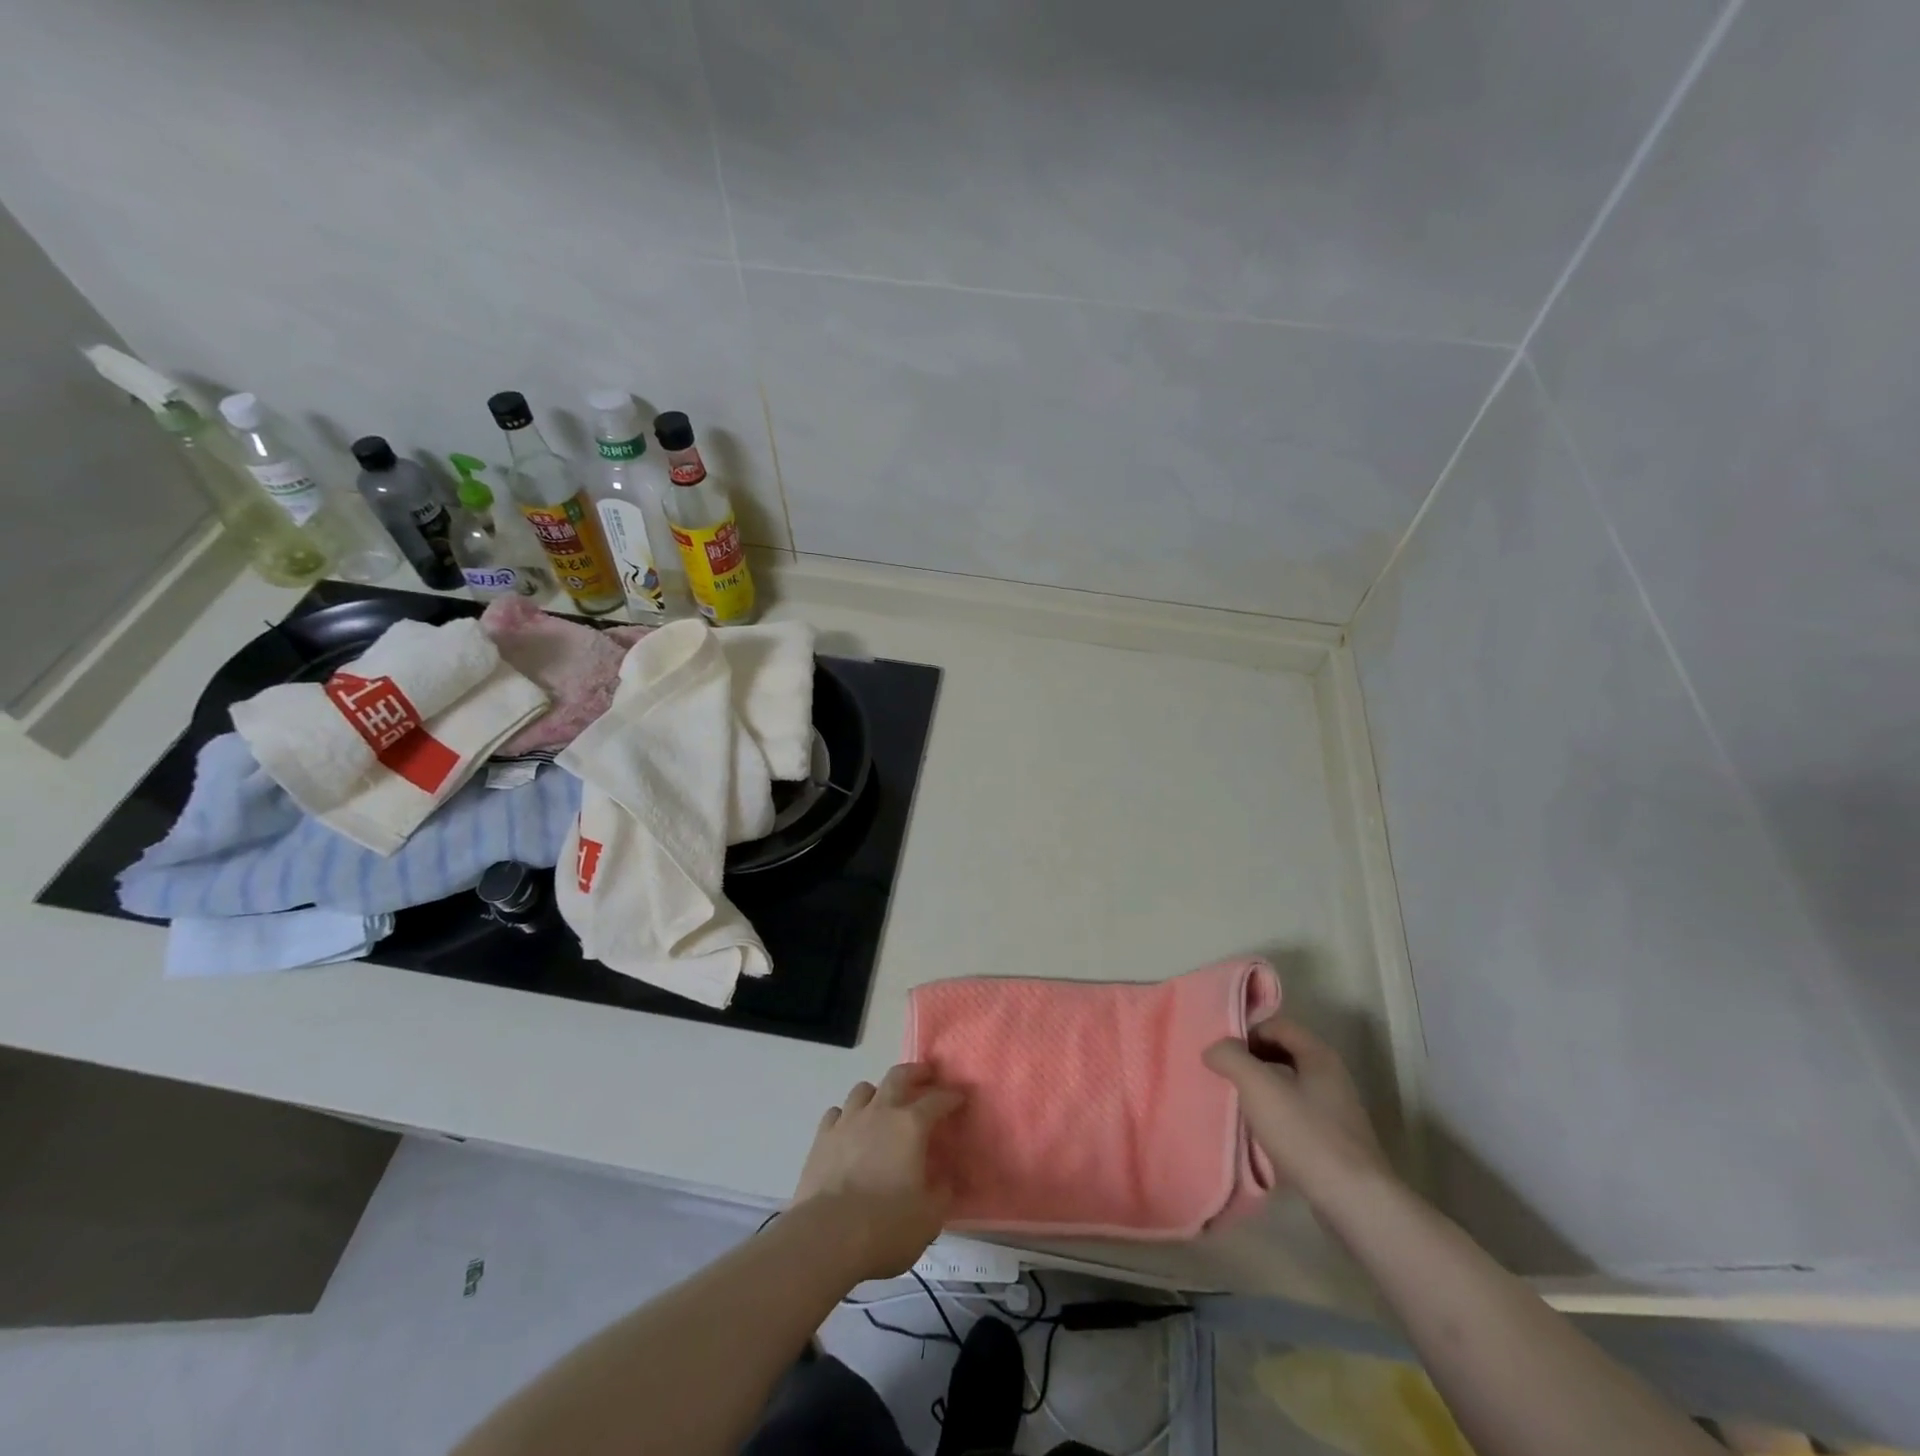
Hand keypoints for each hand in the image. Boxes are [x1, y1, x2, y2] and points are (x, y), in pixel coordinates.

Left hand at [792, 1063, 964, 1279]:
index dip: (950, 1097)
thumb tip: (944, 1179)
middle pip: (898, 1076)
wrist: (827, 1237)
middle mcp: (880, 1112)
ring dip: (877, 1092)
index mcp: (910, 1126)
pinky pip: (836, 1113)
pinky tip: (850, 1128)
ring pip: (863, 1089)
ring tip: (883, 1103)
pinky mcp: (822, 1138)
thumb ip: (941, 1192)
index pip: (937, 1100)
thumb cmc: (886, 1227)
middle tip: (925, 1076)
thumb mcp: (929, 1218)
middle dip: (915, 1072)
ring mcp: (848, 1121)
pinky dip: (847, 1115)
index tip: (959, 1098)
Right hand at [1204, 1014, 1391, 1202]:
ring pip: (1291, 1084)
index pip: (1276, 1025)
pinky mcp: (1337, 1140)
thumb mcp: (1259, 1088)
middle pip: (1284, 1052)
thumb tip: (1214, 1049)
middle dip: (1253, 1060)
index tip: (1224, 1056)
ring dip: (1263, 1088)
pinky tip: (1263, 1134)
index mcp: (1319, 1054)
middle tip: (1227, 1077)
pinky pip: (1299, 1112)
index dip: (1247, 1033)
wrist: (1356, 1202)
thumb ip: (1231, 1058)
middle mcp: (1332, 1075)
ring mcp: (1337, 1109)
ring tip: (1240, 1105)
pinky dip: (1277, 1114)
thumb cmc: (1305, 1135)